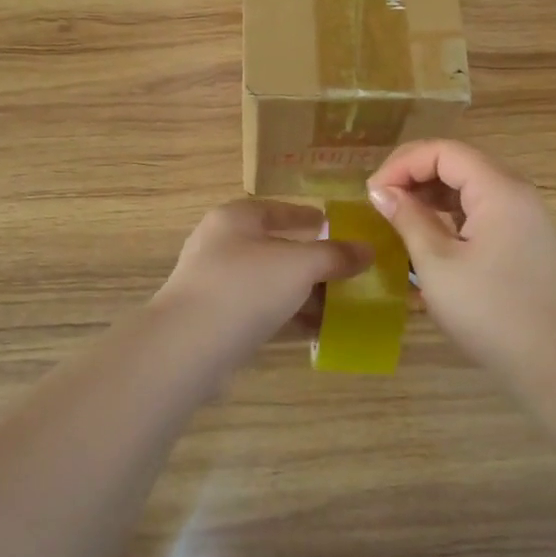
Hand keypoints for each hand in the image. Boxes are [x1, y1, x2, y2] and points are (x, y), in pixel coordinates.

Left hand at [153, 201, 371, 368]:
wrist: (188, 346)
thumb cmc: (245, 287)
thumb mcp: (299, 265)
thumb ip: (334, 256)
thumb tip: (368, 250)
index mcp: (235, 219)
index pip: (278, 210)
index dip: (309, 217)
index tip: (337, 226)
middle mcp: (221, 246)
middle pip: (275, 248)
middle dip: (311, 262)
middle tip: (346, 271)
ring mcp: (215, 285)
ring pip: (269, 284)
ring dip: (302, 293)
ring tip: (340, 304)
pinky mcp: (216, 322)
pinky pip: (260, 313)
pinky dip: (287, 318)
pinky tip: (316, 331)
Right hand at [368, 141, 555, 381]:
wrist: (550, 361)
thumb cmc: (488, 310)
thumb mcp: (436, 263)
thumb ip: (408, 219)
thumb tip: (380, 191)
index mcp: (498, 189)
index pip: (444, 152)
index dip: (403, 163)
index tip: (373, 192)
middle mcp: (515, 192)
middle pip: (458, 162)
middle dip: (414, 175)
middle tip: (380, 201)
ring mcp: (523, 215)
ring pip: (468, 185)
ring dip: (430, 193)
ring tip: (397, 216)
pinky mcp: (522, 237)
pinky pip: (480, 208)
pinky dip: (449, 212)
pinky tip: (426, 234)